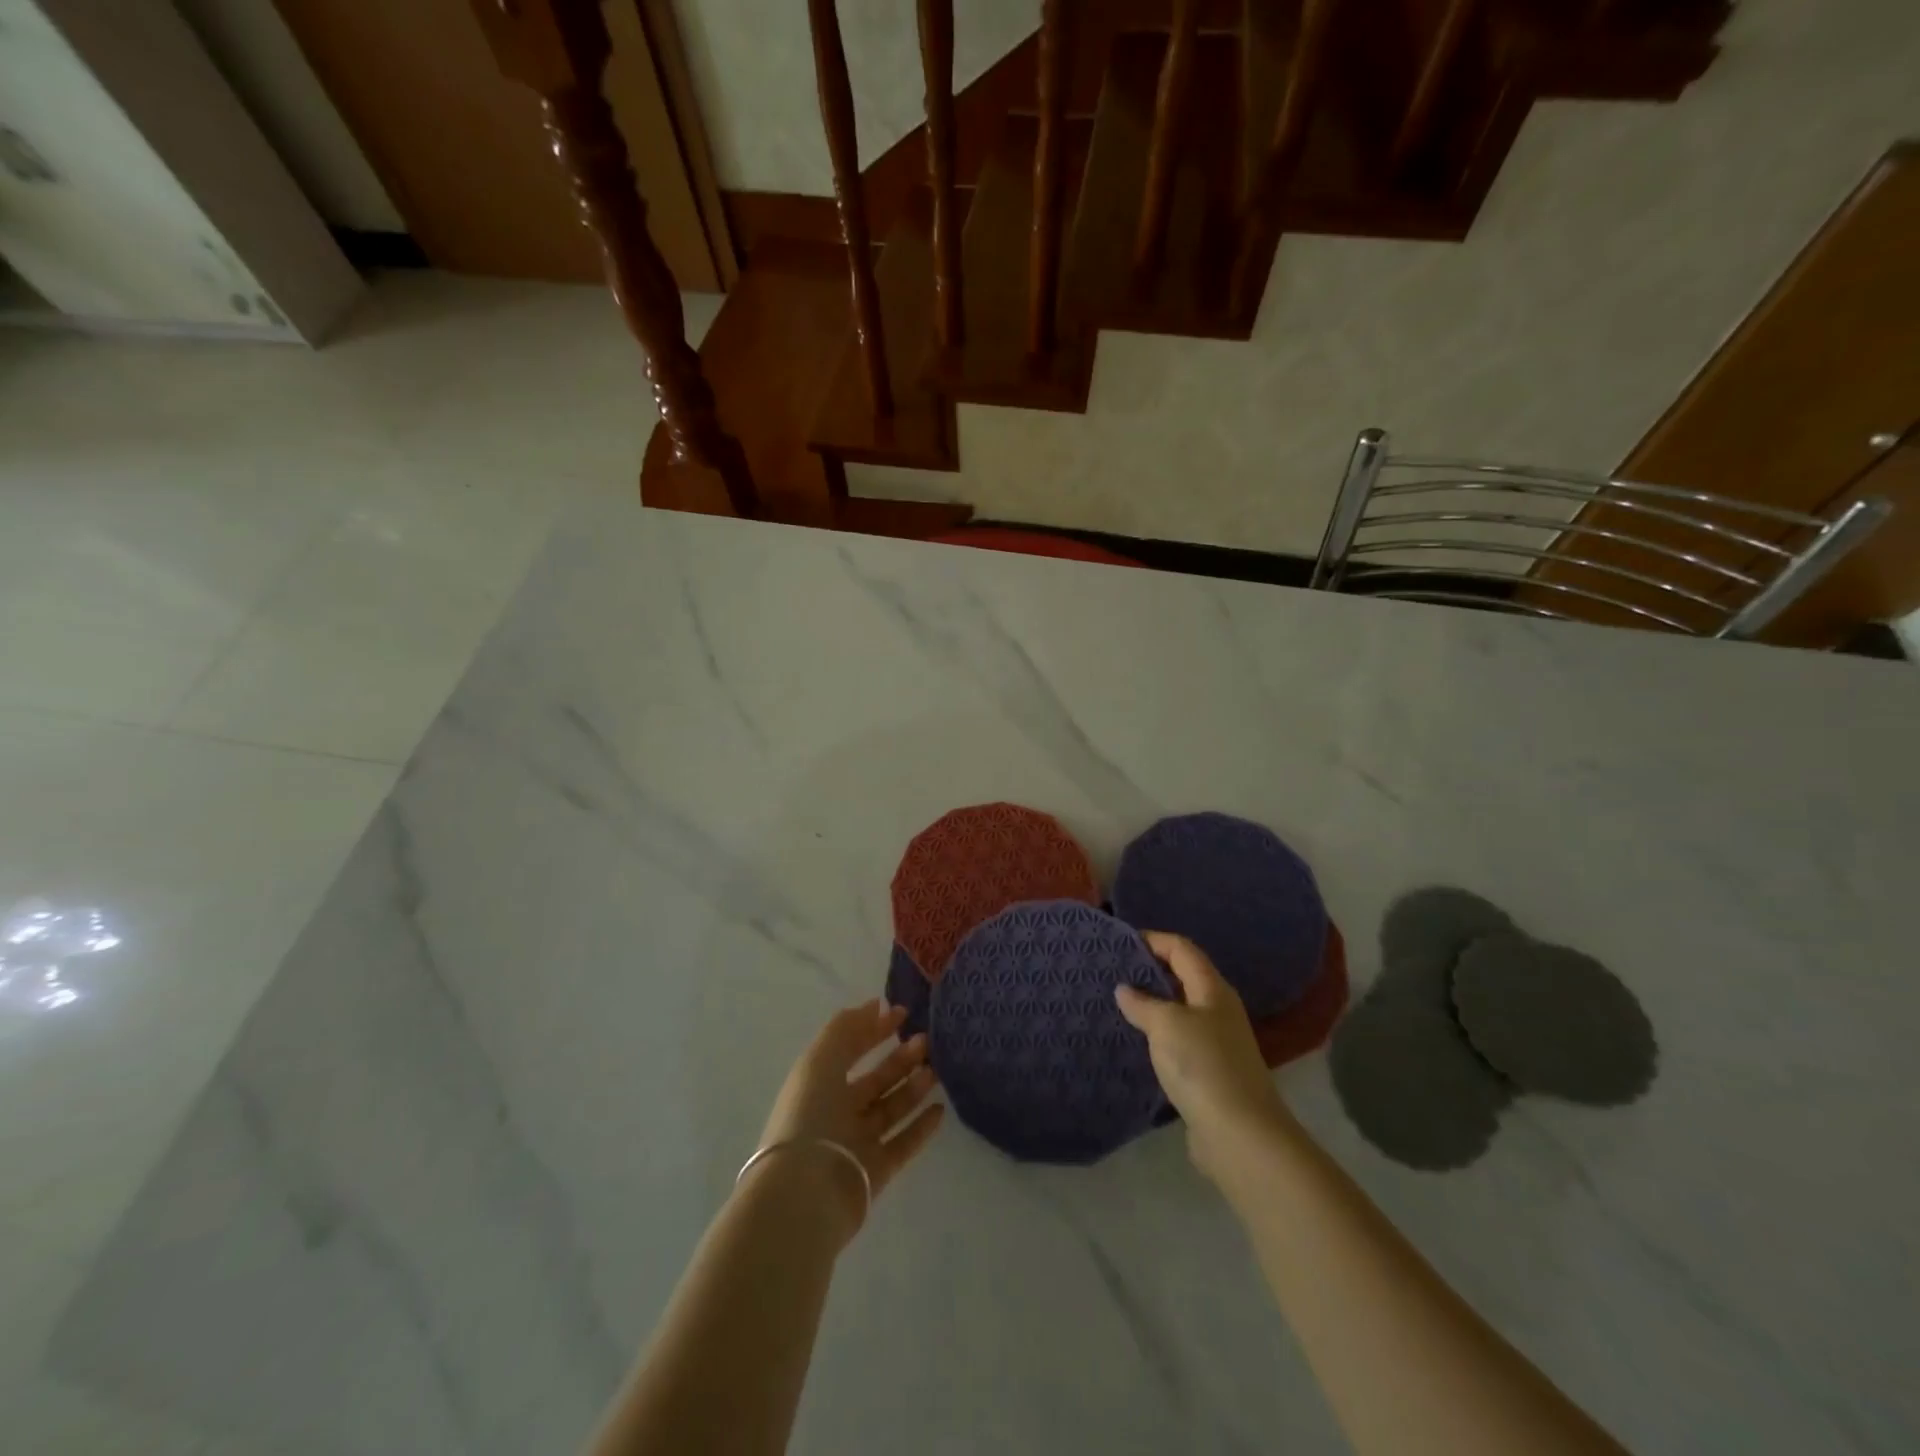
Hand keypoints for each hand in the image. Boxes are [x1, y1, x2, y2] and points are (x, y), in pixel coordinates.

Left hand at [750, 1000, 944, 1243]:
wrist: (806, 1192)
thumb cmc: (810, 1116)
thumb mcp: (821, 1060)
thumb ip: (847, 1029)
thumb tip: (876, 1005)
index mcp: (819, 1083)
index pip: (851, 1048)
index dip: (874, 1029)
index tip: (903, 1013)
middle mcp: (837, 1111)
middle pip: (875, 1080)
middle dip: (900, 1058)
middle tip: (926, 1042)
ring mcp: (856, 1143)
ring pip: (891, 1109)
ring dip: (913, 1087)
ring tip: (936, 1071)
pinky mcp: (875, 1172)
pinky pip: (903, 1144)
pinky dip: (921, 1127)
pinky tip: (940, 1109)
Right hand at [1117, 932, 1292, 1180]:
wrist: (1241, 1136)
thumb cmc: (1204, 1066)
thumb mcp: (1167, 1025)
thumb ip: (1143, 1003)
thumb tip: (1125, 989)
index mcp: (1212, 989)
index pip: (1182, 949)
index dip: (1153, 940)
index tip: (1119, 943)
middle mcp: (1218, 1010)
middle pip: (1182, 977)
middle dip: (1149, 971)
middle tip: (1112, 972)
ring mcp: (1217, 1043)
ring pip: (1179, 1011)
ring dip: (1151, 1006)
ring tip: (1116, 1005)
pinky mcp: (1209, 1073)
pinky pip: (1178, 1042)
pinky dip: (1157, 1036)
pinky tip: (1135, 1043)